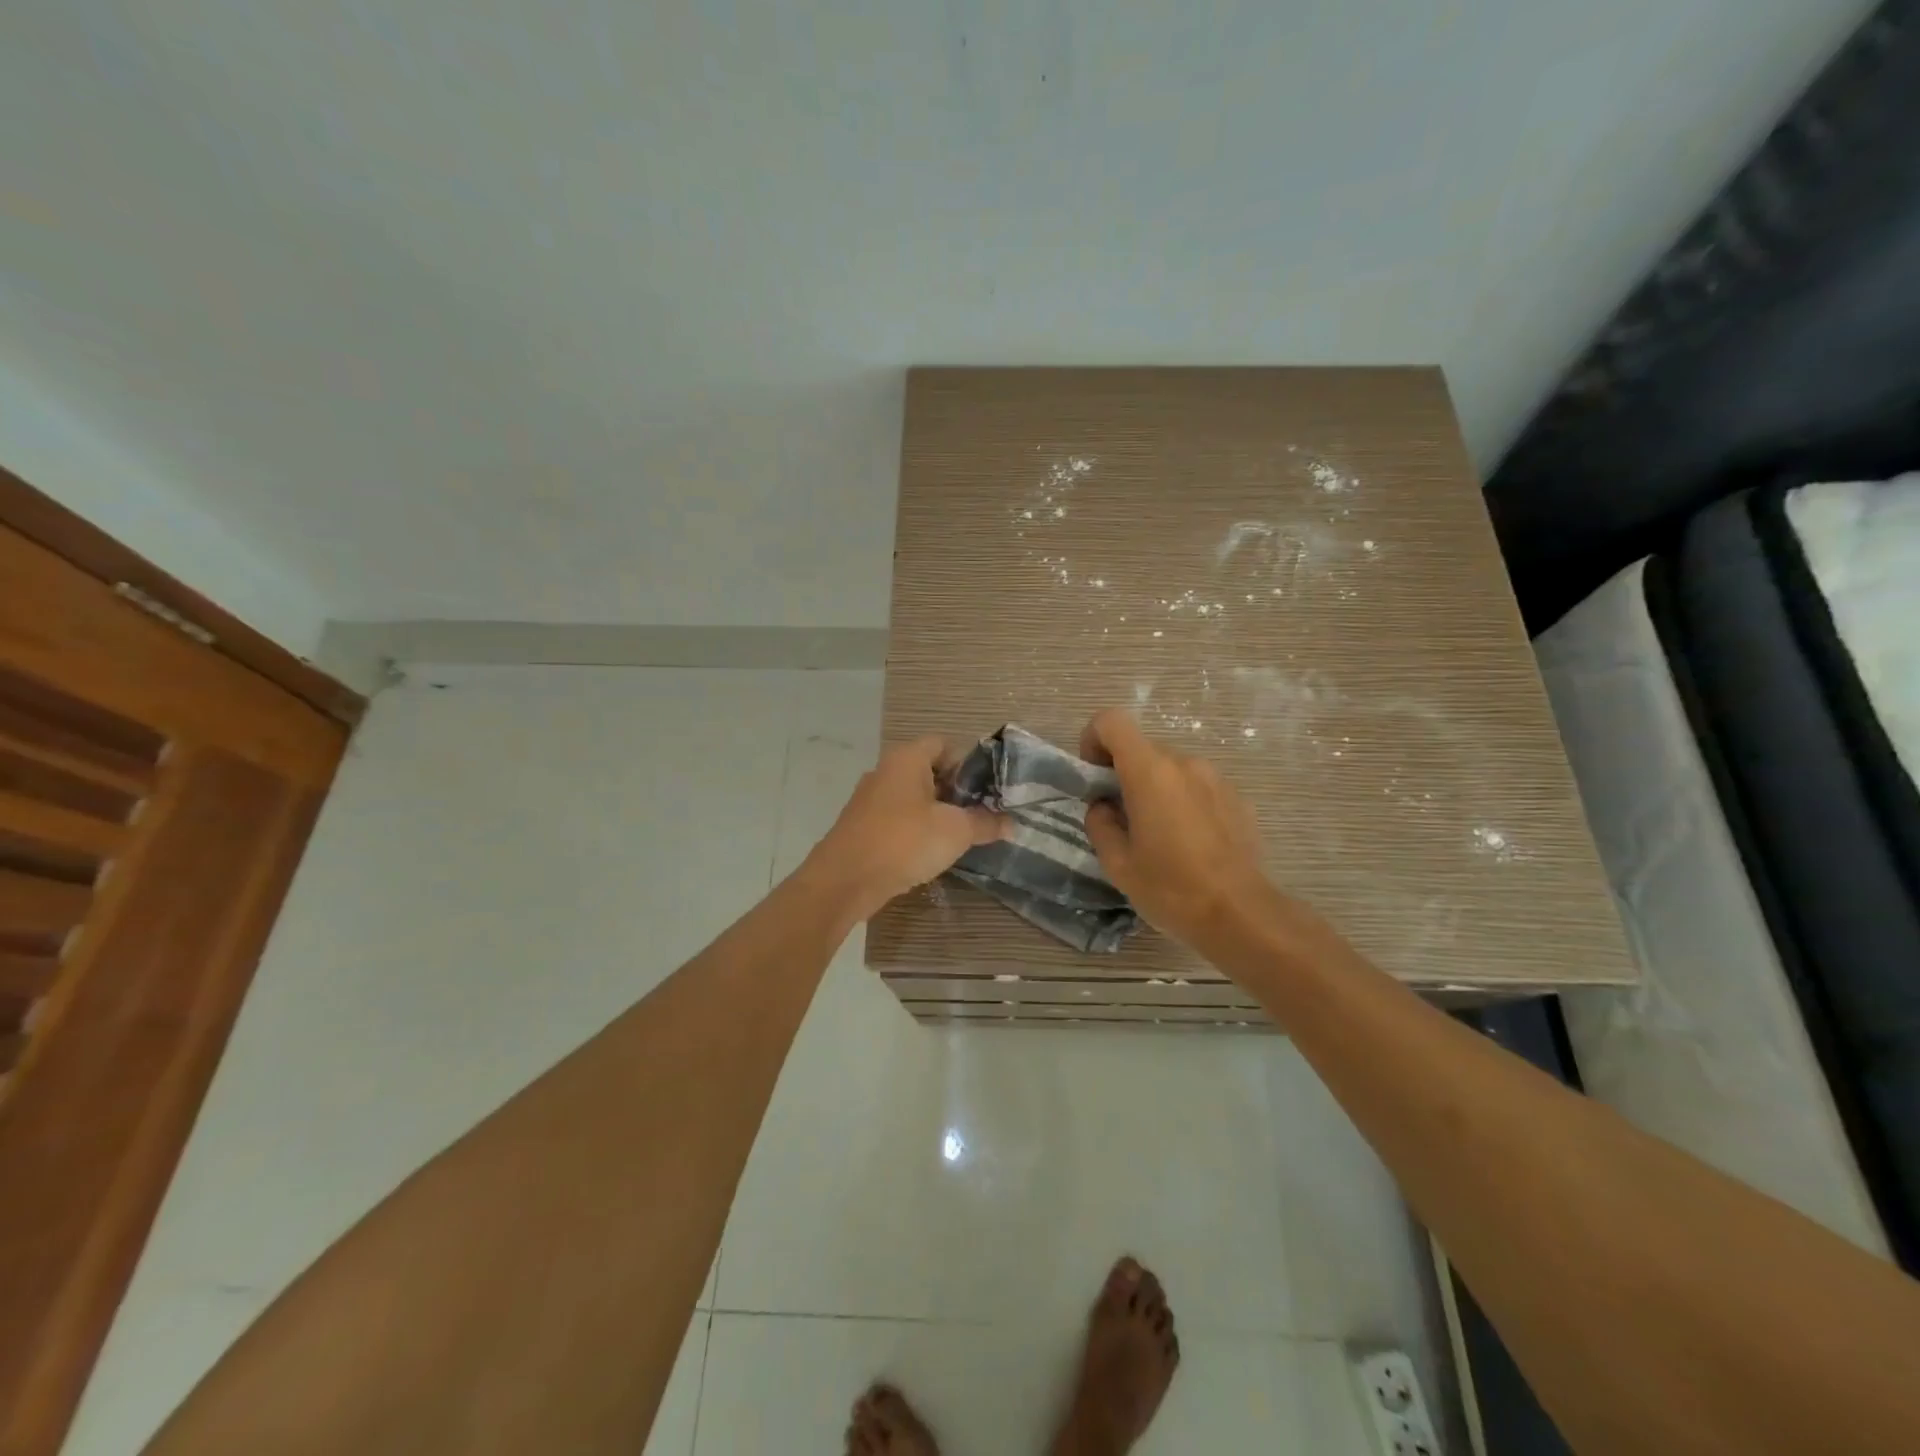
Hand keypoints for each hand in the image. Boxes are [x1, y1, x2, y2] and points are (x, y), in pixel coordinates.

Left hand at [804, 736, 1007, 921]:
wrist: (845, 880)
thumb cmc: (904, 841)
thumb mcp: (955, 831)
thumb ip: (986, 823)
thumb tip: (1011, 824)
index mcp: (907, 758)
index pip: (944, 744)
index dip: (969, 762)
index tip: (989, 789)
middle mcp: (886, 771)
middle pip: (929, 770)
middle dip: (957, 791)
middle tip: (981, 813)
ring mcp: (870, 799)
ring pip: (913, 797)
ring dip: (937, 813)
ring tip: (962, 835)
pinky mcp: (863, 826)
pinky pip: (898, 819)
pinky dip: (916, 829)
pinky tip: (931, 852)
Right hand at [1079, 709, 1285, 952]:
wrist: (1241, 915)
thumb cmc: (1171, 889)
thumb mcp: (1117, 863)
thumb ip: (1100, 823)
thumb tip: (1104, 806)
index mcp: (1150, 772)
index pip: (1112, 721)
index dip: (1093, 740)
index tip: (1094, 778)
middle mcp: (1184, 763)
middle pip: (1141, 749)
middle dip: (1122, 774)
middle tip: (1120, 820)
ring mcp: (1215, 778)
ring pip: (1170, 769)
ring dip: (1153, 790)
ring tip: (1157, 837)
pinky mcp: (1236, 798)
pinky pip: (1196, 787)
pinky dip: (1182, 803)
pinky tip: (1188, 845)